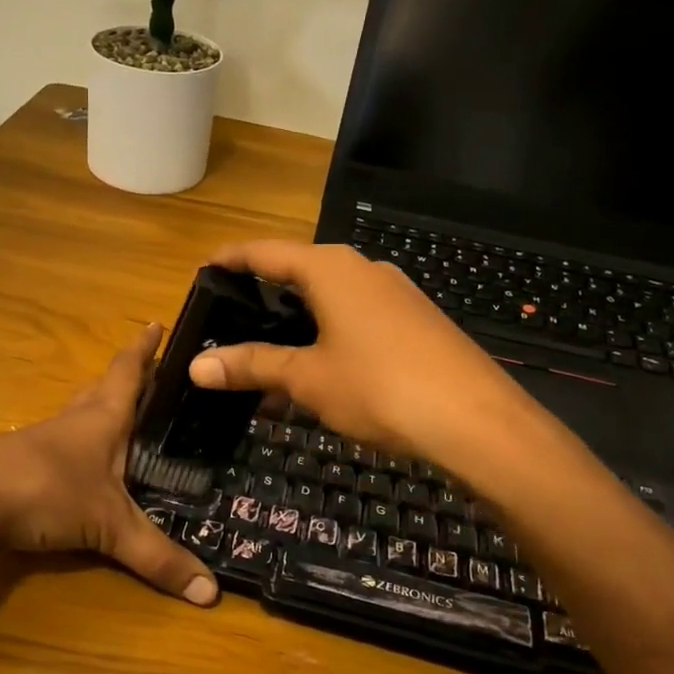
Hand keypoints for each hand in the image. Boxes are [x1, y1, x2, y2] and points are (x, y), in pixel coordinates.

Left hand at [0, 324, 218, 606]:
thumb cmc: (47, 492)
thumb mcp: (109, 527)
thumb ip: (158, 558)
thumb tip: (212, 592)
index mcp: (102, 418)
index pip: (128, 371)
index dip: (144, 349)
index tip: (157, 323)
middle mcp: (74, 420)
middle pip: (103, 387)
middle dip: (128, 377)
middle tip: (154, 373)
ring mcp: (45, 440)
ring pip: (80, 413)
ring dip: (102, 407)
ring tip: (126, 415)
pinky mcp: (23, 463)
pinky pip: (63, 443)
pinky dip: (81, 443)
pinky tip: (85, 463)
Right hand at [186, 241, 525, 466]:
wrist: (477, 421)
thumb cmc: (380, 387)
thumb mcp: (307, 377)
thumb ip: (252, 365)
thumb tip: (195, 366)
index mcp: (330, 268)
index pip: (265, 252)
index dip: (231, 260)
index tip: (202, 271)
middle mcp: (363, 269)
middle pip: (299, 272)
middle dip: (263, 296)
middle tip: (229, 320)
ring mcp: (395, 294)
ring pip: (330, 299)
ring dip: (296, 324)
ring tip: (267, 354)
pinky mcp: (416, 321)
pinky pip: (357, 319)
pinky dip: (328, 337)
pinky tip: (320, 372)